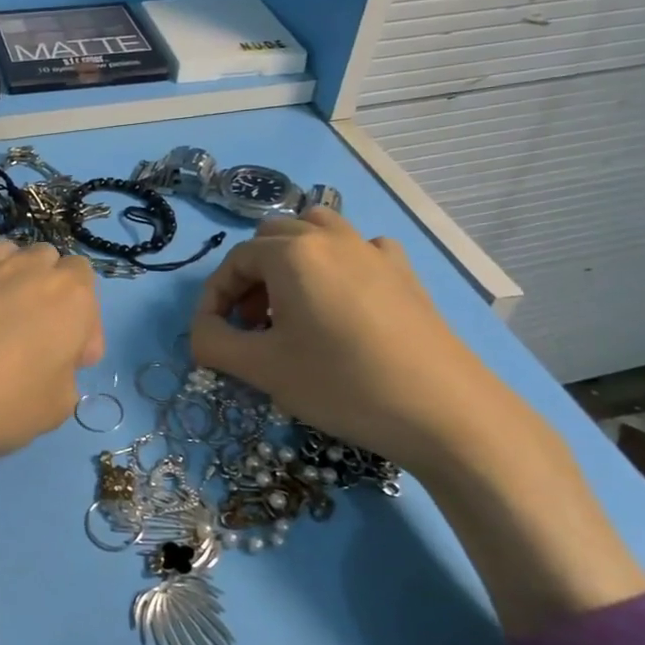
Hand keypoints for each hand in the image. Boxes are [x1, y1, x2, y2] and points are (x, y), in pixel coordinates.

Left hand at [0, 239, 100, 563]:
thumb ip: (64, 381)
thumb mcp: (54, 411)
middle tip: (38, 340)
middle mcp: (26, 268)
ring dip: (11, 280)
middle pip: (48, 262)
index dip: (84, 324)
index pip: (87, 285)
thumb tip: (49, 370)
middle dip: (50, 293)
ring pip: (6, 256)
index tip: (72, 362)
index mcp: (69, 295)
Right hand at [190, 210, 644, 635]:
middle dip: (250, 278)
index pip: (234, 261)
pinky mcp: (404, 272)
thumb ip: (213, 344)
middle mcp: (330, 237)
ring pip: (315, 233)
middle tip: (250, 325)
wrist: (443, 410)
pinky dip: (336, 266)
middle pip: (271, 239)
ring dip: (290, 263)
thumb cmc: (342, 384)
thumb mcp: (263, 370)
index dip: (214, 298)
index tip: (212, 336)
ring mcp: (373, 250)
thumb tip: (201, 331)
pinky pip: (357, 250)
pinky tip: (341, 304)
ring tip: (290, 309)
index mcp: (292, 253)